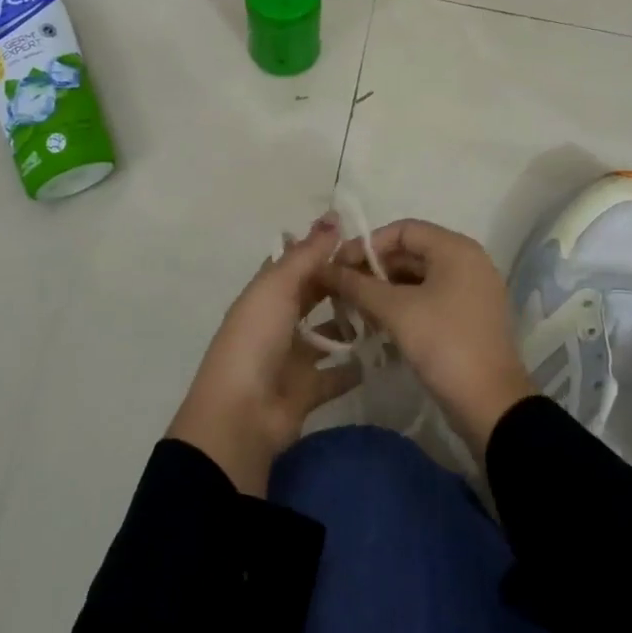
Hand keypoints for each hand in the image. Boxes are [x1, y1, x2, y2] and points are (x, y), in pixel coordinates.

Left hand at [167, 218, 361, 495]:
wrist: (241, 416)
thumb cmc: (256, 340)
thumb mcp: (278, 287)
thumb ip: (307, 254)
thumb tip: (332, 215)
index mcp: (265, 293)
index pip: (294, 263)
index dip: (321, 248)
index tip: (361, 237)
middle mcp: (277, 321)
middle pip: (313, 295)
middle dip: (342, 283)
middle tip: (384, 272)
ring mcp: (291, 357)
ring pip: (327, 333)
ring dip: (352, 323)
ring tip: (390, 309)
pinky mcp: (307, 389)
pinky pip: (336, 374)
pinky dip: (355, 366)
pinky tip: (384, 352)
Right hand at [321, 220, 534, 459]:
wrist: (491, 405)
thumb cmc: (444, 344)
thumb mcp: (395, 311)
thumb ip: (357, 285)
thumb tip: (323, 268)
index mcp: (455, 249)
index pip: (402, 230)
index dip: (366, 245)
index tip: (338, 268)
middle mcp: (467, 261)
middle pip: (410, 252)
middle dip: (373, 270)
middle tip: (341, 291)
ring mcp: (470, 290)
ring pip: (418, 278)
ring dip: (384, 290)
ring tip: (354, 309)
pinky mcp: (468, 317)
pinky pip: (429, 298)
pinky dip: (403, 306)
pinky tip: (378, 325)